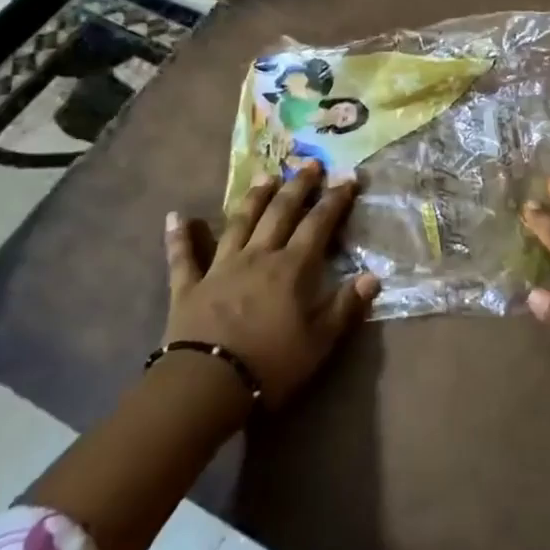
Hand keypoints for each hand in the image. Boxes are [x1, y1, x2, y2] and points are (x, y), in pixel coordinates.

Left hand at [163, 161, 378, 408]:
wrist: (206, 385)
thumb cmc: (270, 365)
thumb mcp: (319, 342)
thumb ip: (345, 306)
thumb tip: (373, 275)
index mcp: (291, 268)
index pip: (318, 224)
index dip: (335, 200)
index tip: (348, 178)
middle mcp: (258, 255)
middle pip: (280, 212)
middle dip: (298, 186)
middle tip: (311, 164)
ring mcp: (221, 267)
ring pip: (239, 223)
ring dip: (253, 198)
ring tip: (266, 176)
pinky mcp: (189, 286)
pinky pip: (183, 257)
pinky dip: (179, 237)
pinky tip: (175, 216)